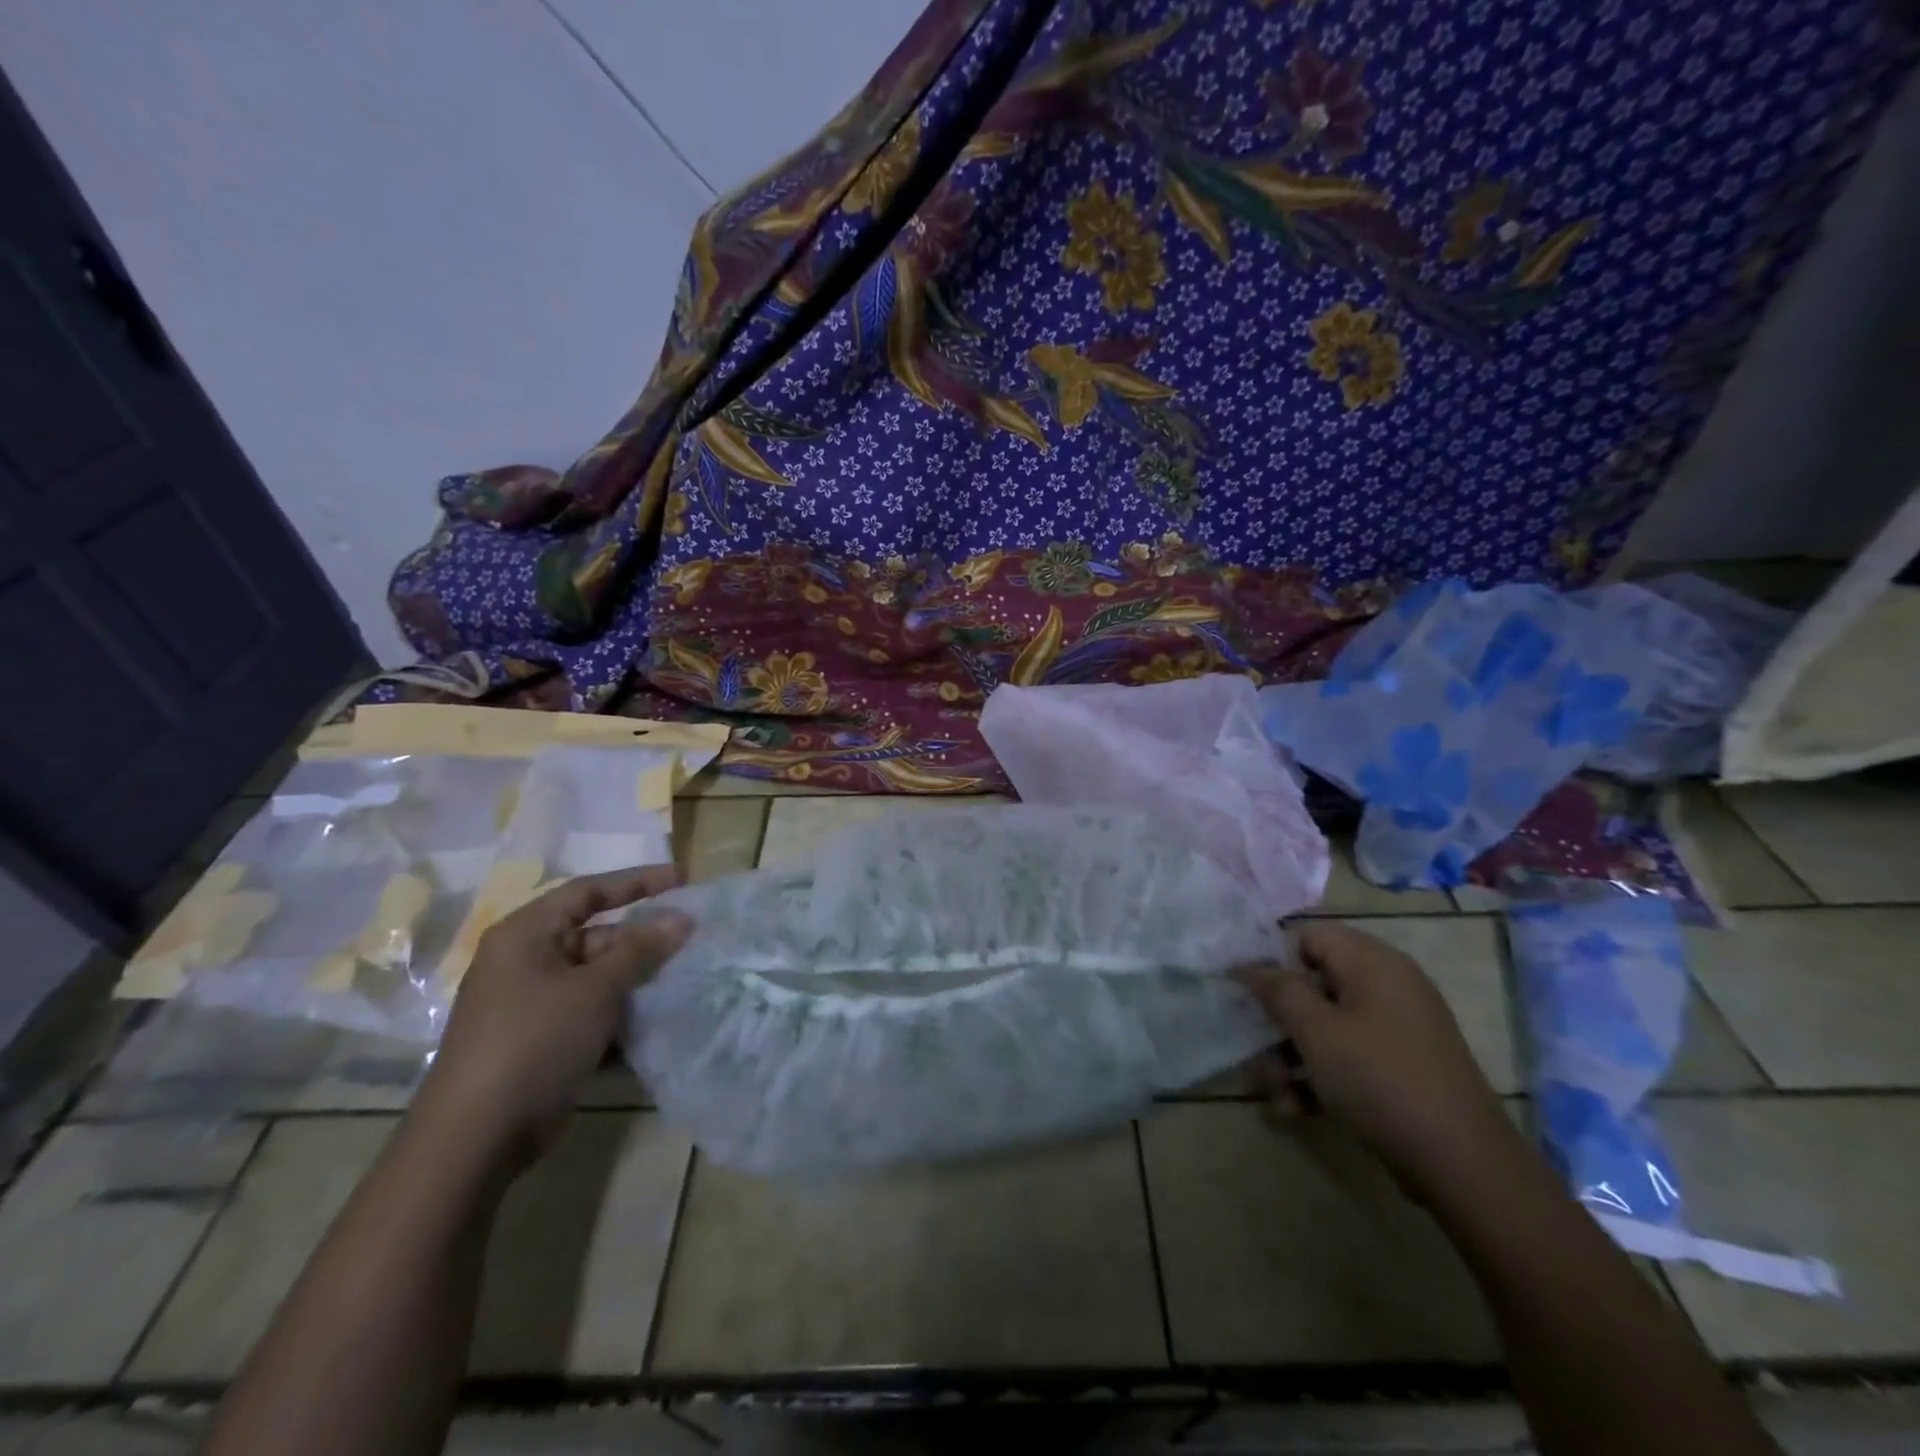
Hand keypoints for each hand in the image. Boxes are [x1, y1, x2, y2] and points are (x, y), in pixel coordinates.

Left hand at [412, 865, 691, 1173]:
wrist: (476, 1137)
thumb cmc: (535, 1041)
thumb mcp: (596, 988)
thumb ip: (641, 950)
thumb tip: (682, 920)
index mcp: (526, 935)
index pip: (588, 891)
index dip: (636, 881)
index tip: (681, 879)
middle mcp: (525, 962)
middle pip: (595, 936)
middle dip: (642, 939)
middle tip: (690, 941)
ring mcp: (532, 1003)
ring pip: (596, 976)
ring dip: (637, 979)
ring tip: (684, 978)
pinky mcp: (542, 1039)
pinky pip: (590, 1011)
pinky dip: (621, 1012)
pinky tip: (657, 1021)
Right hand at [1235, 921, 1519, 1203]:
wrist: (1463, 1166)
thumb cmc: (1380, 1080)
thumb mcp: (1316, 1031)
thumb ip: (1277, 990)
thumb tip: (1246, 963)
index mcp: (1373, 963)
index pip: (1307, 937)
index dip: (1269, 959)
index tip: (1240, 990)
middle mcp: (1386, 987)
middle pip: (1312, 984)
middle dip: (1277, 1020)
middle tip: (1251, 1049)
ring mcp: (1395, 1029)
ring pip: (1324, 1026)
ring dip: (1290, 1056)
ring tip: (1274, 1093)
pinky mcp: (1398, 1067)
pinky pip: (1346, 1056)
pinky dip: (1318, 1077)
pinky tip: (1296, 1109)